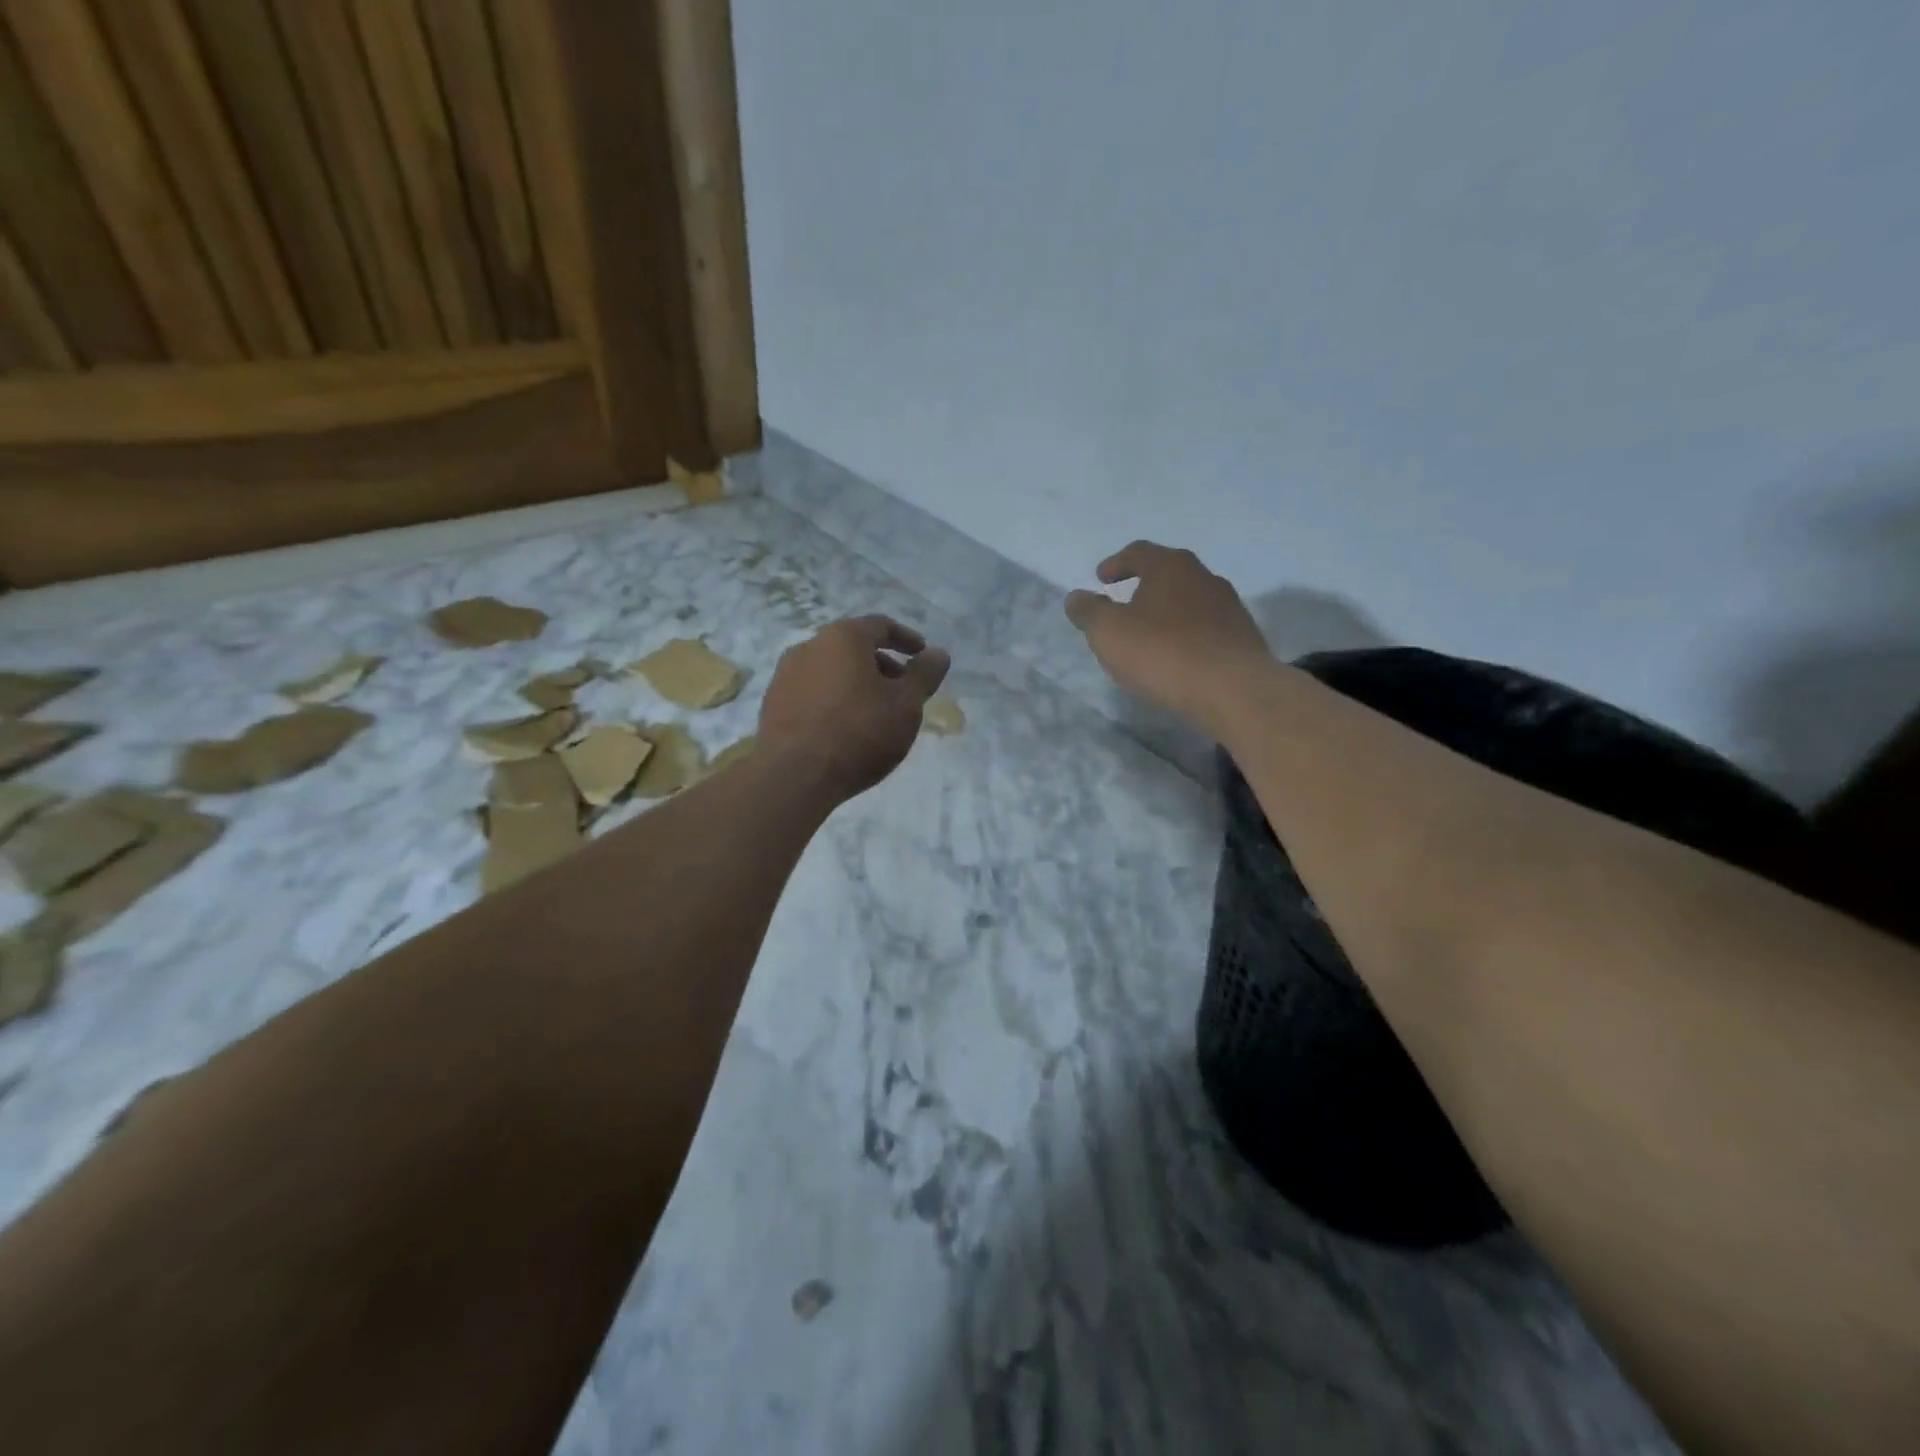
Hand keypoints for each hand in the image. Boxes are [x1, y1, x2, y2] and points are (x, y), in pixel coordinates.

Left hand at [758, 616, 951, 800]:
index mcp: (843, 637)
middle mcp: (809, 647)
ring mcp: (785, 676)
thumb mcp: (907, 704)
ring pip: (831, 671)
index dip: (906, 639)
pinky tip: (845, 728)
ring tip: (876, 713)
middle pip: (853, 648)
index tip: (922, 655)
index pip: (881, 626)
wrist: (794, 775)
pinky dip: (835, 701)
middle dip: (882, 665)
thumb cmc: (859, 732)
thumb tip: (938, 654)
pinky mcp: (772, 705)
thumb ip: (924, 674)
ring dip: (857, 684)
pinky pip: (813, 693)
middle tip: (903, 691)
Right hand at [1065, 542, 1271, 734]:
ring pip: (1189, 599)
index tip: (1102, 578)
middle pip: (1168, 572)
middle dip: (1143, 584)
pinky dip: (1186, 633)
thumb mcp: (1108, 632)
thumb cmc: (1163, 652)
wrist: (1232, 689)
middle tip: (1124, 601)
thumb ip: (1088, 611)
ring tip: (1149, 632)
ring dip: (1167, 610)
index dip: (1116, 563)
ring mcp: (1228, 605)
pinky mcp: (1242, 636)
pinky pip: (1205, 627)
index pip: (1139, 552)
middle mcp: (1203, 576)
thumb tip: (1076, 597)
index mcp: (1170, 566)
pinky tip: (1177, 655)